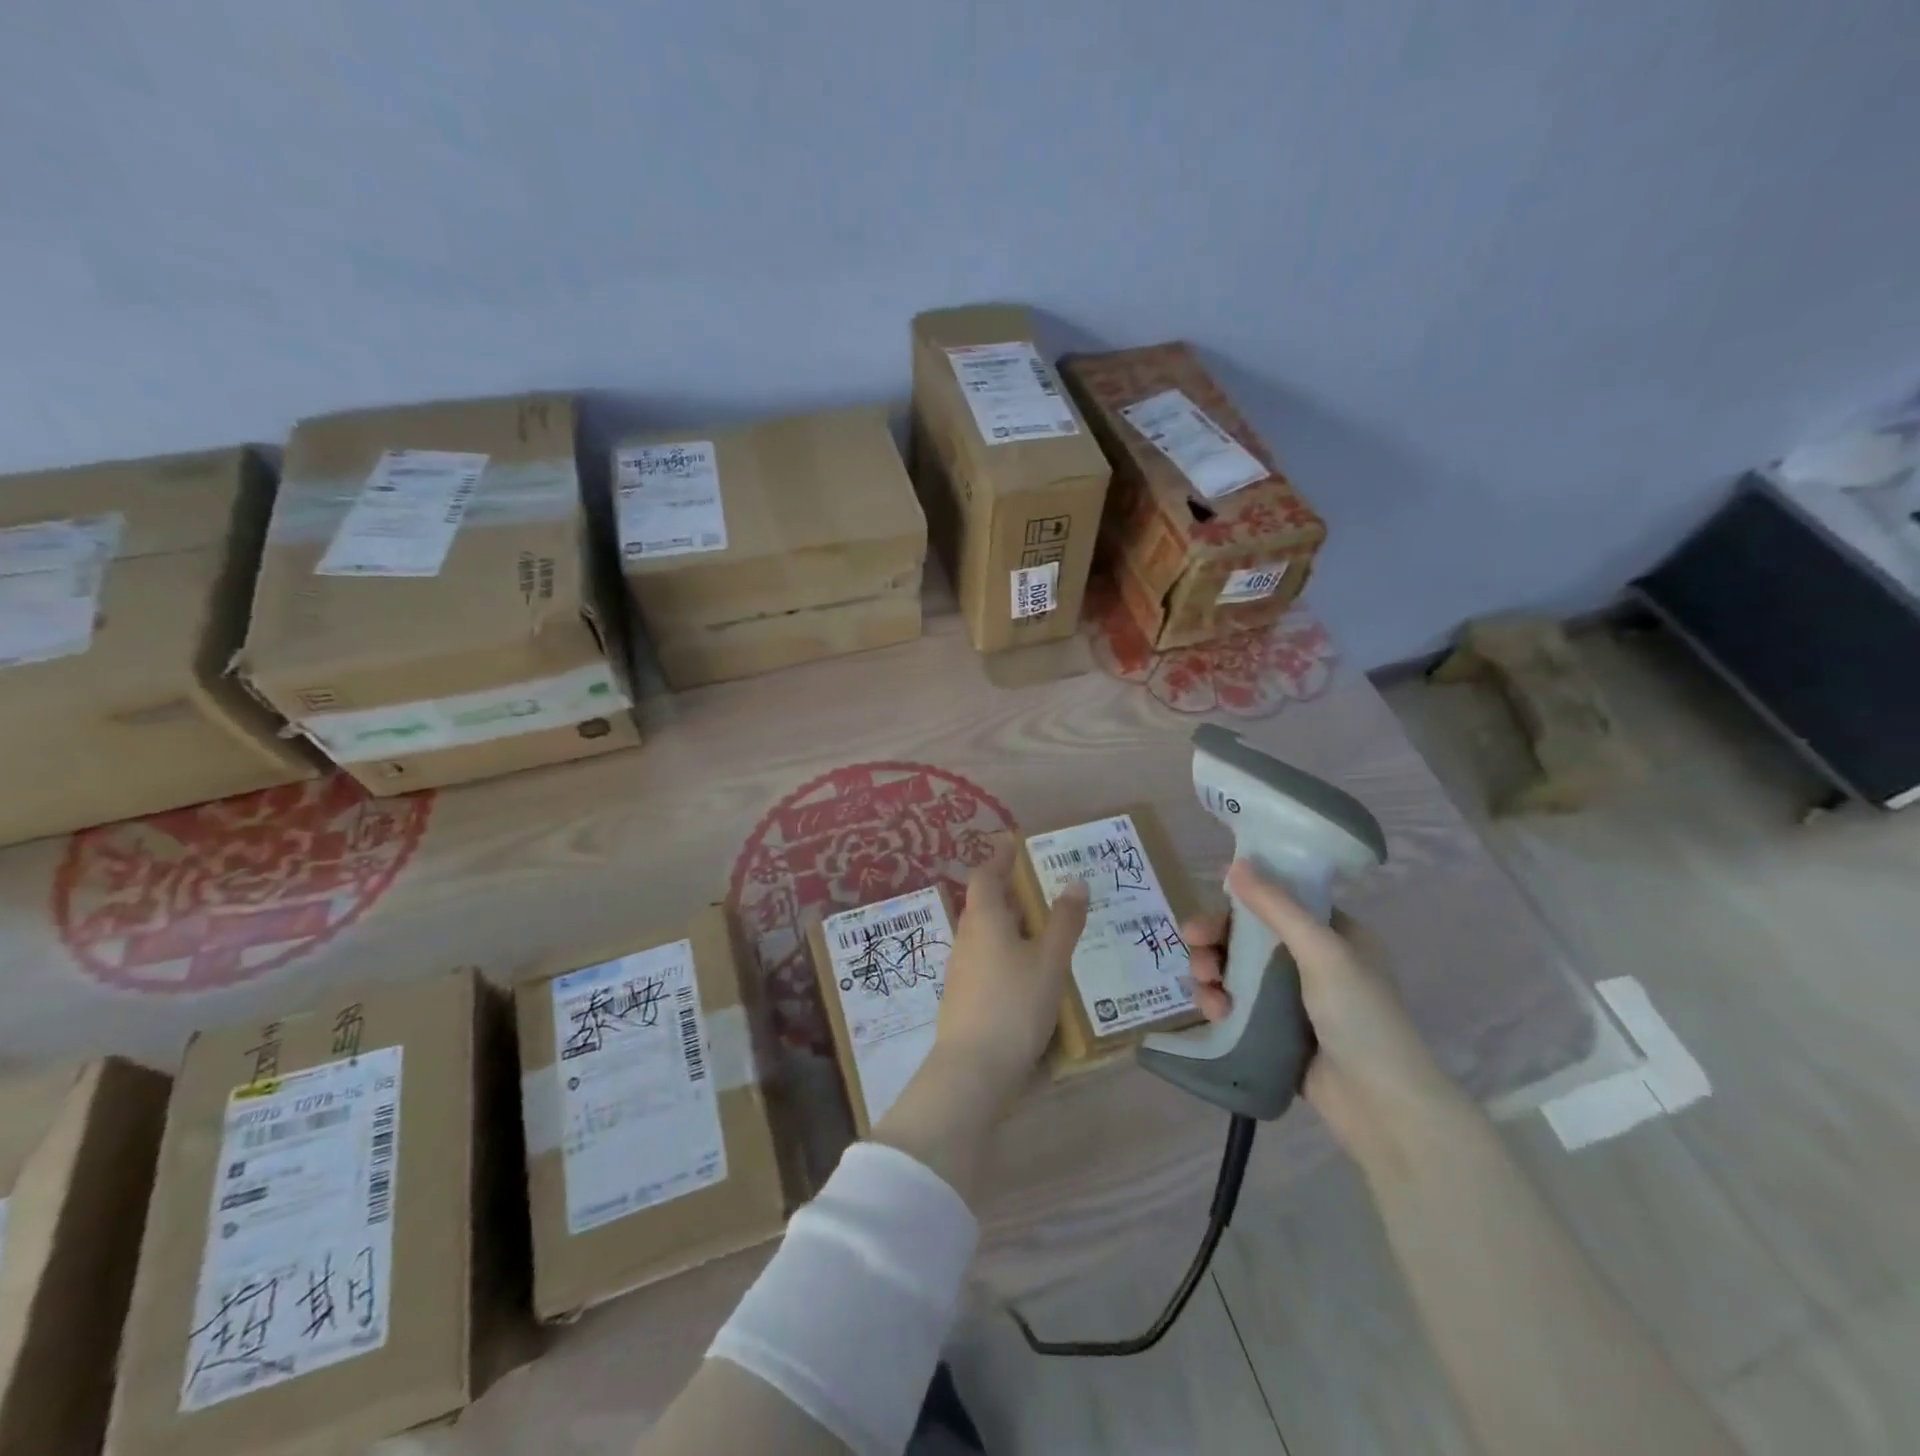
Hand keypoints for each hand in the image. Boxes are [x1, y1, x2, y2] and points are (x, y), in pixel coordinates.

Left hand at [933, 839, 1089, 1108]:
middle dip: (1012, 891)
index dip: (1000, 856)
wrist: (973, 1069)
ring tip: (1046, 926)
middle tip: (1046, 886)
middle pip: (986, 902)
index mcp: (983, 918)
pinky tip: (1031, 969)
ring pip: (988, 932)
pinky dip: (1008, 951)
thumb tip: (1075, 881)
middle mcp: (967, 936)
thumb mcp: (1049, 961)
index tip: (1017, 843)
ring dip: (1012, 923)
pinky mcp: (964, 994)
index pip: (985, 874)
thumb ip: (1063, 921)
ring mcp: (962, 967)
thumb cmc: (1014, 1004)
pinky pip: (988, 958)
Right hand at [1183, 860, 1468, 1170]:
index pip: (1278, 903)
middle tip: (1193, 944)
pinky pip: (1237, 1005)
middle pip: (1249, 936)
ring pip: (1236, 970)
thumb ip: (1277, 907)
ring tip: (1205, 984)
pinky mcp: (1275, 1032)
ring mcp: (1293, 1000)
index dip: (1241, 901)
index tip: (1211, 906)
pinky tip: (1215, 1012)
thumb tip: (1236, 864)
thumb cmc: (1361, 1017)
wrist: (1382, 1106)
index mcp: (1334, 936)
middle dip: (1217, 938)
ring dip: (1213, 970)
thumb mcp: (1322, 952)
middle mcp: (1312, 962)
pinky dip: (1220, 1002)